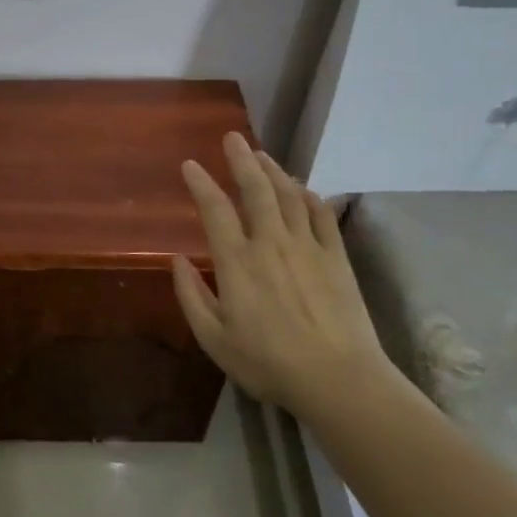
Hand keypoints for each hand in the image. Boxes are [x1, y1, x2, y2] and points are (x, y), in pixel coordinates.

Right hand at [171, 133, 390, 413]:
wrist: (338, 379)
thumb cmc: (268, 362)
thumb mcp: (214, 339)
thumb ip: (191, 296)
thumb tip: (178, 260)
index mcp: (237, 261)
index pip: (215, 209)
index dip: (201, 183)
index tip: (190, 164)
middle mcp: (271, 243)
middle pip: (256, 189)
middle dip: (242, 159)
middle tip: (233, 138)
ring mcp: (307, 247)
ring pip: (289, 195)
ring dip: (274, 171)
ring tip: (262, 155)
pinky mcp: (336, 258)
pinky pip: (322, 216)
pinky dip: (310, 197)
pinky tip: (303, 189)